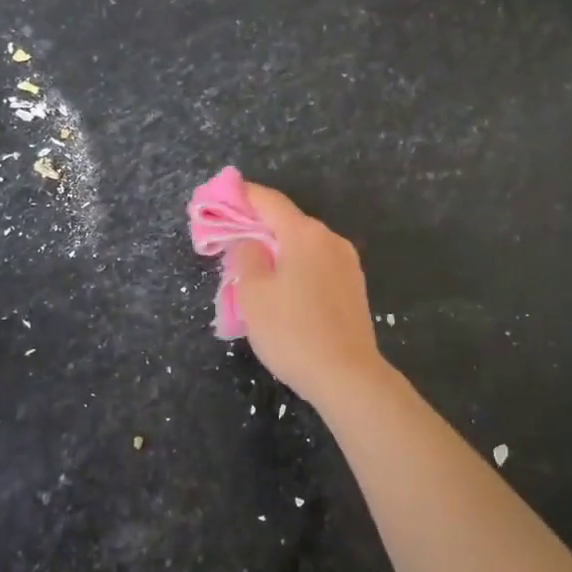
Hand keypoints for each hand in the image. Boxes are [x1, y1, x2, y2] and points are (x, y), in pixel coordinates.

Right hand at [232, 183, 390, 407]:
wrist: (348, 376)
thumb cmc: (293, 332)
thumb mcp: (253, 293)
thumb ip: (245, 256)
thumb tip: (248, 240)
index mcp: (305, 233)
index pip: (268, 200)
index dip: (241, 196)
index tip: (217, 199)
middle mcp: (330, 239)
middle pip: (287, 222)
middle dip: (256, 228)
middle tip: (228, 243)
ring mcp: (347, 262)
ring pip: (302, 245)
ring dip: (276, 251)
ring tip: (252, 272)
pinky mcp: (354, 286)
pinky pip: (317, 265)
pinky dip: (295, 267)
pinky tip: (282, 291)